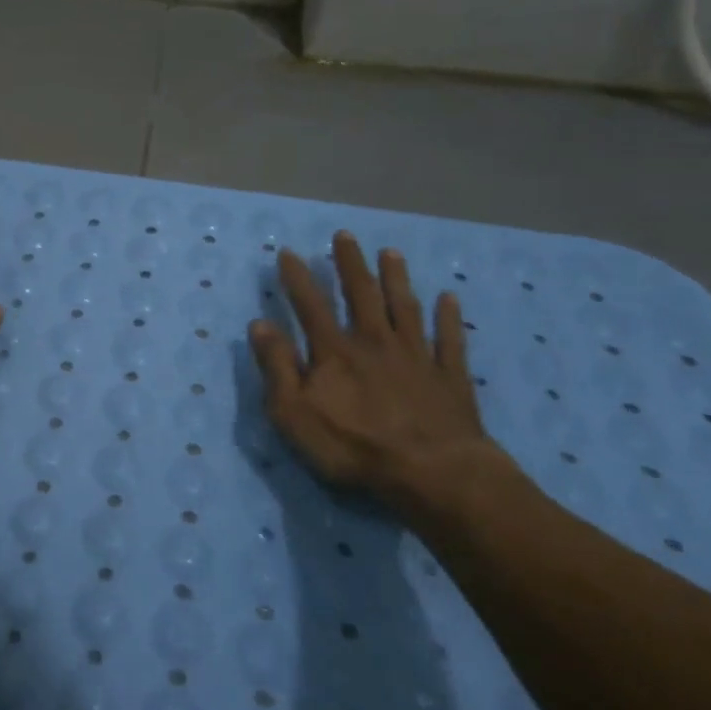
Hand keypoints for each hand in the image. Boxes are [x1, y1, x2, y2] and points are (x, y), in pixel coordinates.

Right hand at [247, 231, 514, 513]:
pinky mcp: (450, 377)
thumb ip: (276, 367)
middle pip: (362, 295)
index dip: (297, 278)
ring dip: (396, 279)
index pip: (310, 305)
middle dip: (350, 264)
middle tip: (345, 236)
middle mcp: (375, 342)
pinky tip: (449, 299)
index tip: (289, 252)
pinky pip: (450, 340)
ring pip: (405, 308)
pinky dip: (448, 318)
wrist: (432, 473)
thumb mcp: (293, 413)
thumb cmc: (353, 446)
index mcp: (335, 352)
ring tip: (391, 253)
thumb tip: (260, 324)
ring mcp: (417, 357)